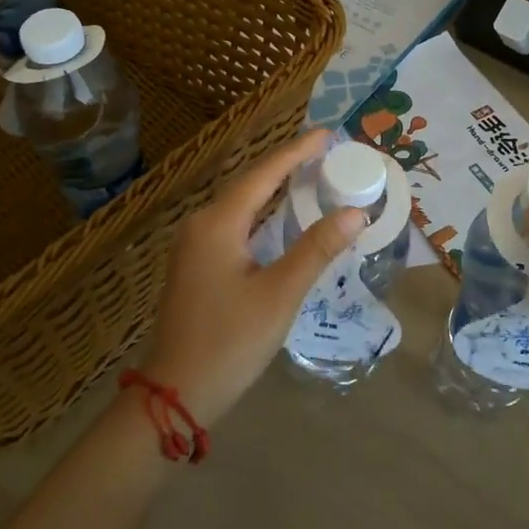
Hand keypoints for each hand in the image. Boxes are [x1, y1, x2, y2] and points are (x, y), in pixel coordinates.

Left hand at [137, 130, 363, 428]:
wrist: (174, 393)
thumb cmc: (229, 342)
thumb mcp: (279, 294)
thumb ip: (316, 250)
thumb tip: (354, 214)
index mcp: (218, 224)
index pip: (263, 174)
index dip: (296, 152)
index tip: (326, 134)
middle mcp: (201, 225)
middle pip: (250, 184)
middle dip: (287, 167)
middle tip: (326, 154)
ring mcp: (193, 246)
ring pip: (240, 206)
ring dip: (273, 191)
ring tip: (310, 177)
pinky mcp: (195, 266)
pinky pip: (233, 226)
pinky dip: (261, 215)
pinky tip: (279, 221)